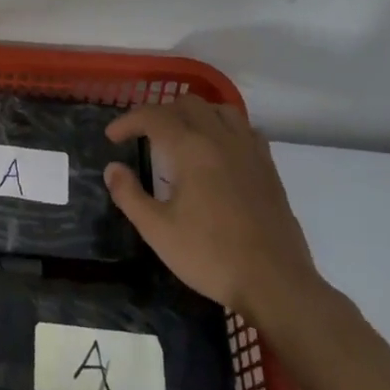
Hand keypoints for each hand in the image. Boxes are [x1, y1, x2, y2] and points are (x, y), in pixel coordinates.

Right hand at [103, 94, 320, 322]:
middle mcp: (220, 139)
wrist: (276, 285)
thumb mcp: (158, 231)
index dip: (128, 121)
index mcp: (191, 149)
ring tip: (182, 136)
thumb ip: (129, 195)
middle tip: (144, 136)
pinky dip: (225, 128)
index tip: (112, 137)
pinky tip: (219, 150)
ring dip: (195, 114)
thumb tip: (112, 169)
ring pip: (220, 110)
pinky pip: (245, 129)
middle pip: (187, 104)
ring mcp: (249, 152)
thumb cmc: (211, 256)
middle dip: (160, 113)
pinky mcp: (269, 168)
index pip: (153, 116)